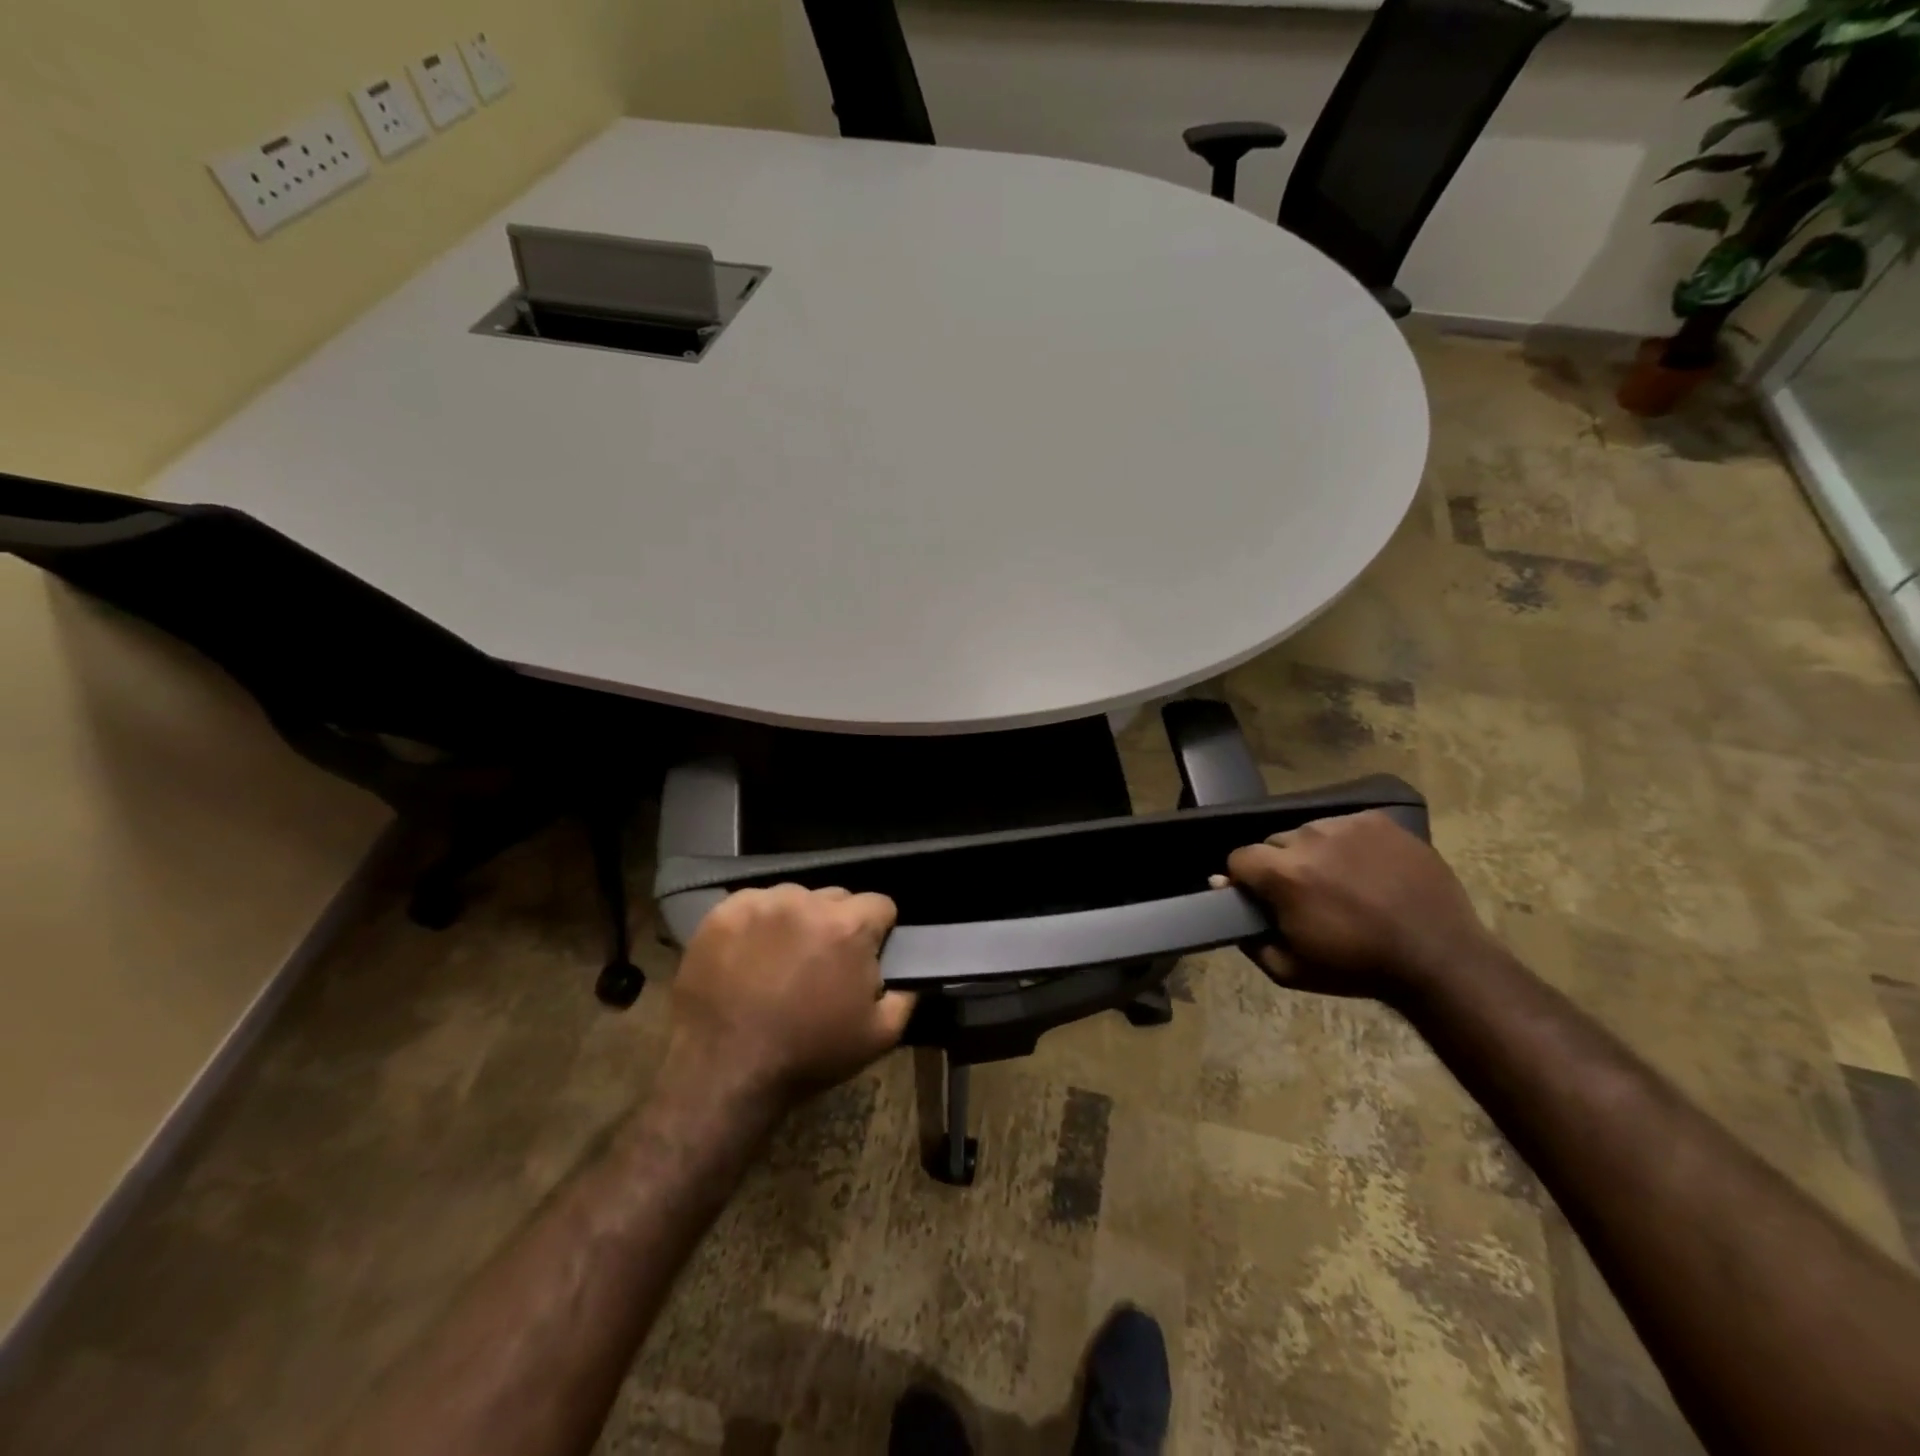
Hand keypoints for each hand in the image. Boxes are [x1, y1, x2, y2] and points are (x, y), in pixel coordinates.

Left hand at [665, 884, 915, 1110]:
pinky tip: (750, 954)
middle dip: (836, 924)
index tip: (866, 956)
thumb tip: (912, 975)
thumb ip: (906, 996)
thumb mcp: (879, 1036)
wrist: (725, 1073)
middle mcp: (806, 902)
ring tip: (782, 959)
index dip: (878, 931)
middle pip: (836, 898)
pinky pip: (753, 904)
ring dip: (797, 921)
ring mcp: (760, 904)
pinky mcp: (722, 914)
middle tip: (823, 962)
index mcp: (849, 925)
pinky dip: (757, 923)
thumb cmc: (808, 1054)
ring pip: (794, 898)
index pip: (880, 905)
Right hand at [1223, 811, 1496, 997]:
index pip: (1239, 858)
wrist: (1439, 959)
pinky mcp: (1379, 821)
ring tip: (1339, 881)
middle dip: (1280, 866)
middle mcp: (1309, 838)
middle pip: (1274, 842)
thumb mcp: (1288, 970)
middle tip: (1305, 895)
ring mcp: (1347, 825)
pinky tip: (1366, 870)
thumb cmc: (1357, 968)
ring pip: (1309, 832)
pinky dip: (1347, 844)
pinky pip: (1345, 825)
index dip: (1245, 879)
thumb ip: (1247, 933)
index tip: (1262, 898)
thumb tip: (1222, 890)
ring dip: (1313, 853)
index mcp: (1283, 873)